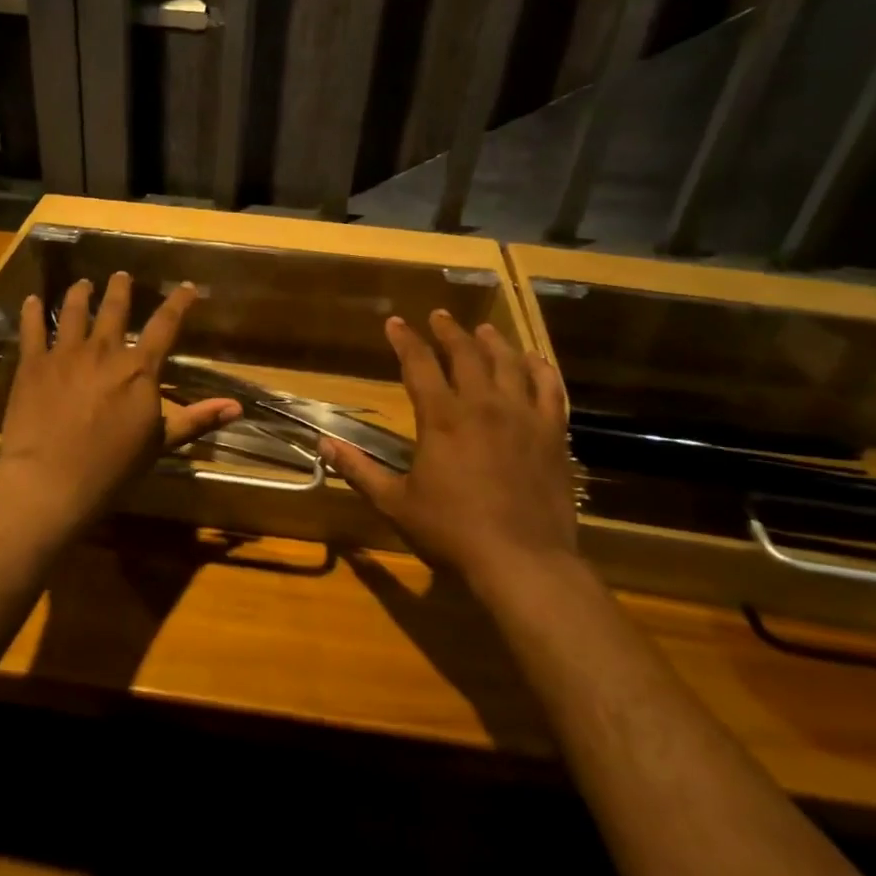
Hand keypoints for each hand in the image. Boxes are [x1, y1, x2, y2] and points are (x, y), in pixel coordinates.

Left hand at [0, 272, 240, 523]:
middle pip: (115, 309)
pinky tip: (31, 301)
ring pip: (74, 311)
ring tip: (83, 284)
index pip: (166, 325)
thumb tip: (237, 406)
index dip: (179, 303)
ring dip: (80, 294)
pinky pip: (32, 329)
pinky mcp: (33, 364)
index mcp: (139, 368)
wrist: (51, 479)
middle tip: (121, 276)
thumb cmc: (112, 466)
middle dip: (120, 289)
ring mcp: (65, 353)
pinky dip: (32, 313)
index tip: (187, 287)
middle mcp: (104, 350)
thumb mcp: (160, 443)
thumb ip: (196, 419)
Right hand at [321, 310, 577, 592]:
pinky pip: (549, 389)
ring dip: (493, 342)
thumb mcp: (396, 502)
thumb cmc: (452, 531)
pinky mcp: (552, 434)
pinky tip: (534, 361)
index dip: (405, 340)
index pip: (418, 364)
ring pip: (509, 363)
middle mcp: (482, 405)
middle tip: (440, 316)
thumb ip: (359, 470)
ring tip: (484, 331)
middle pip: (466, 354)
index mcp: (441, 418)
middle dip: (449, 331)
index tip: (395, 323)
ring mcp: (522, 416)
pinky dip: (540, 369)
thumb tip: (322, 444)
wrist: (522, 559)